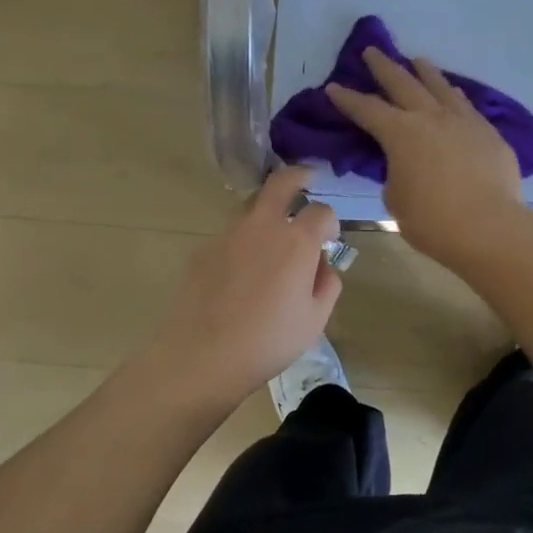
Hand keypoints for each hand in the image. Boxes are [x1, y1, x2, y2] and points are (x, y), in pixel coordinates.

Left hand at [140, 167, 341, 409]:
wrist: (202, 355)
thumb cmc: (268, 341)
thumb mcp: (315, 320)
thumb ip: (327, 284)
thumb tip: (322, 265)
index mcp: (297, 241)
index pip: (322, 212)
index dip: (330, 223)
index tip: (329, 240)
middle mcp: (263, 226)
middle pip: (282, 182)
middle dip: (298, 176)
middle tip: (307, 179)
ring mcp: (229, 234)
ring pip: (252, 207)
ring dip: (267, 212)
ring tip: (272, 238)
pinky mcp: (204, 250)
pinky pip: (231, 236)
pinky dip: (242, 243)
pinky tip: (241, 273)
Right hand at [325, 48, 531, 270]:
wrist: (489, 227)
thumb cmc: (432, 220)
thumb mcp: (397, 199)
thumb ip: (396, 175)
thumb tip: (407, 167)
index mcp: (401, 133)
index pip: (367, 109)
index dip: (348, 99)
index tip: (334, 87)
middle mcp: (431, 117)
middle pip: (403, 83)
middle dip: (384, 67)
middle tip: (372, 51)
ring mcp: (464, 121)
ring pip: (440, 87)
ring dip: (425, 72)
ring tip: (418, 60)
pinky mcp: (489, 133)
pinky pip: (466, 105)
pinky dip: (454, 95)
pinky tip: (454, 93)